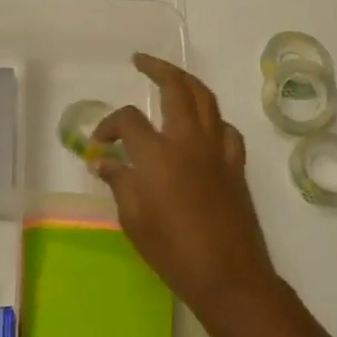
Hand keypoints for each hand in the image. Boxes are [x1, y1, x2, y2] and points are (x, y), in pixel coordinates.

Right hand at [95, 54, 276, 321]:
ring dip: (187, 82)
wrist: (229, 276)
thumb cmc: (173, 251)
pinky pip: (225, 128)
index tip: (100, 143)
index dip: (109, 125)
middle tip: (141, 60)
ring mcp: (217, 149)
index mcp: (158, 153)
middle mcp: (188, 140)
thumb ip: (119, 183)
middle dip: (157, 68)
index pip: (129, 120)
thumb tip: (104, 163)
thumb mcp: (134, 219)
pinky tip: (203, 126)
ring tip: (172, 78)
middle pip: (176, 88)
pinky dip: (212, 118)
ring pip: (206, 99)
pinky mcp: (235, 164)